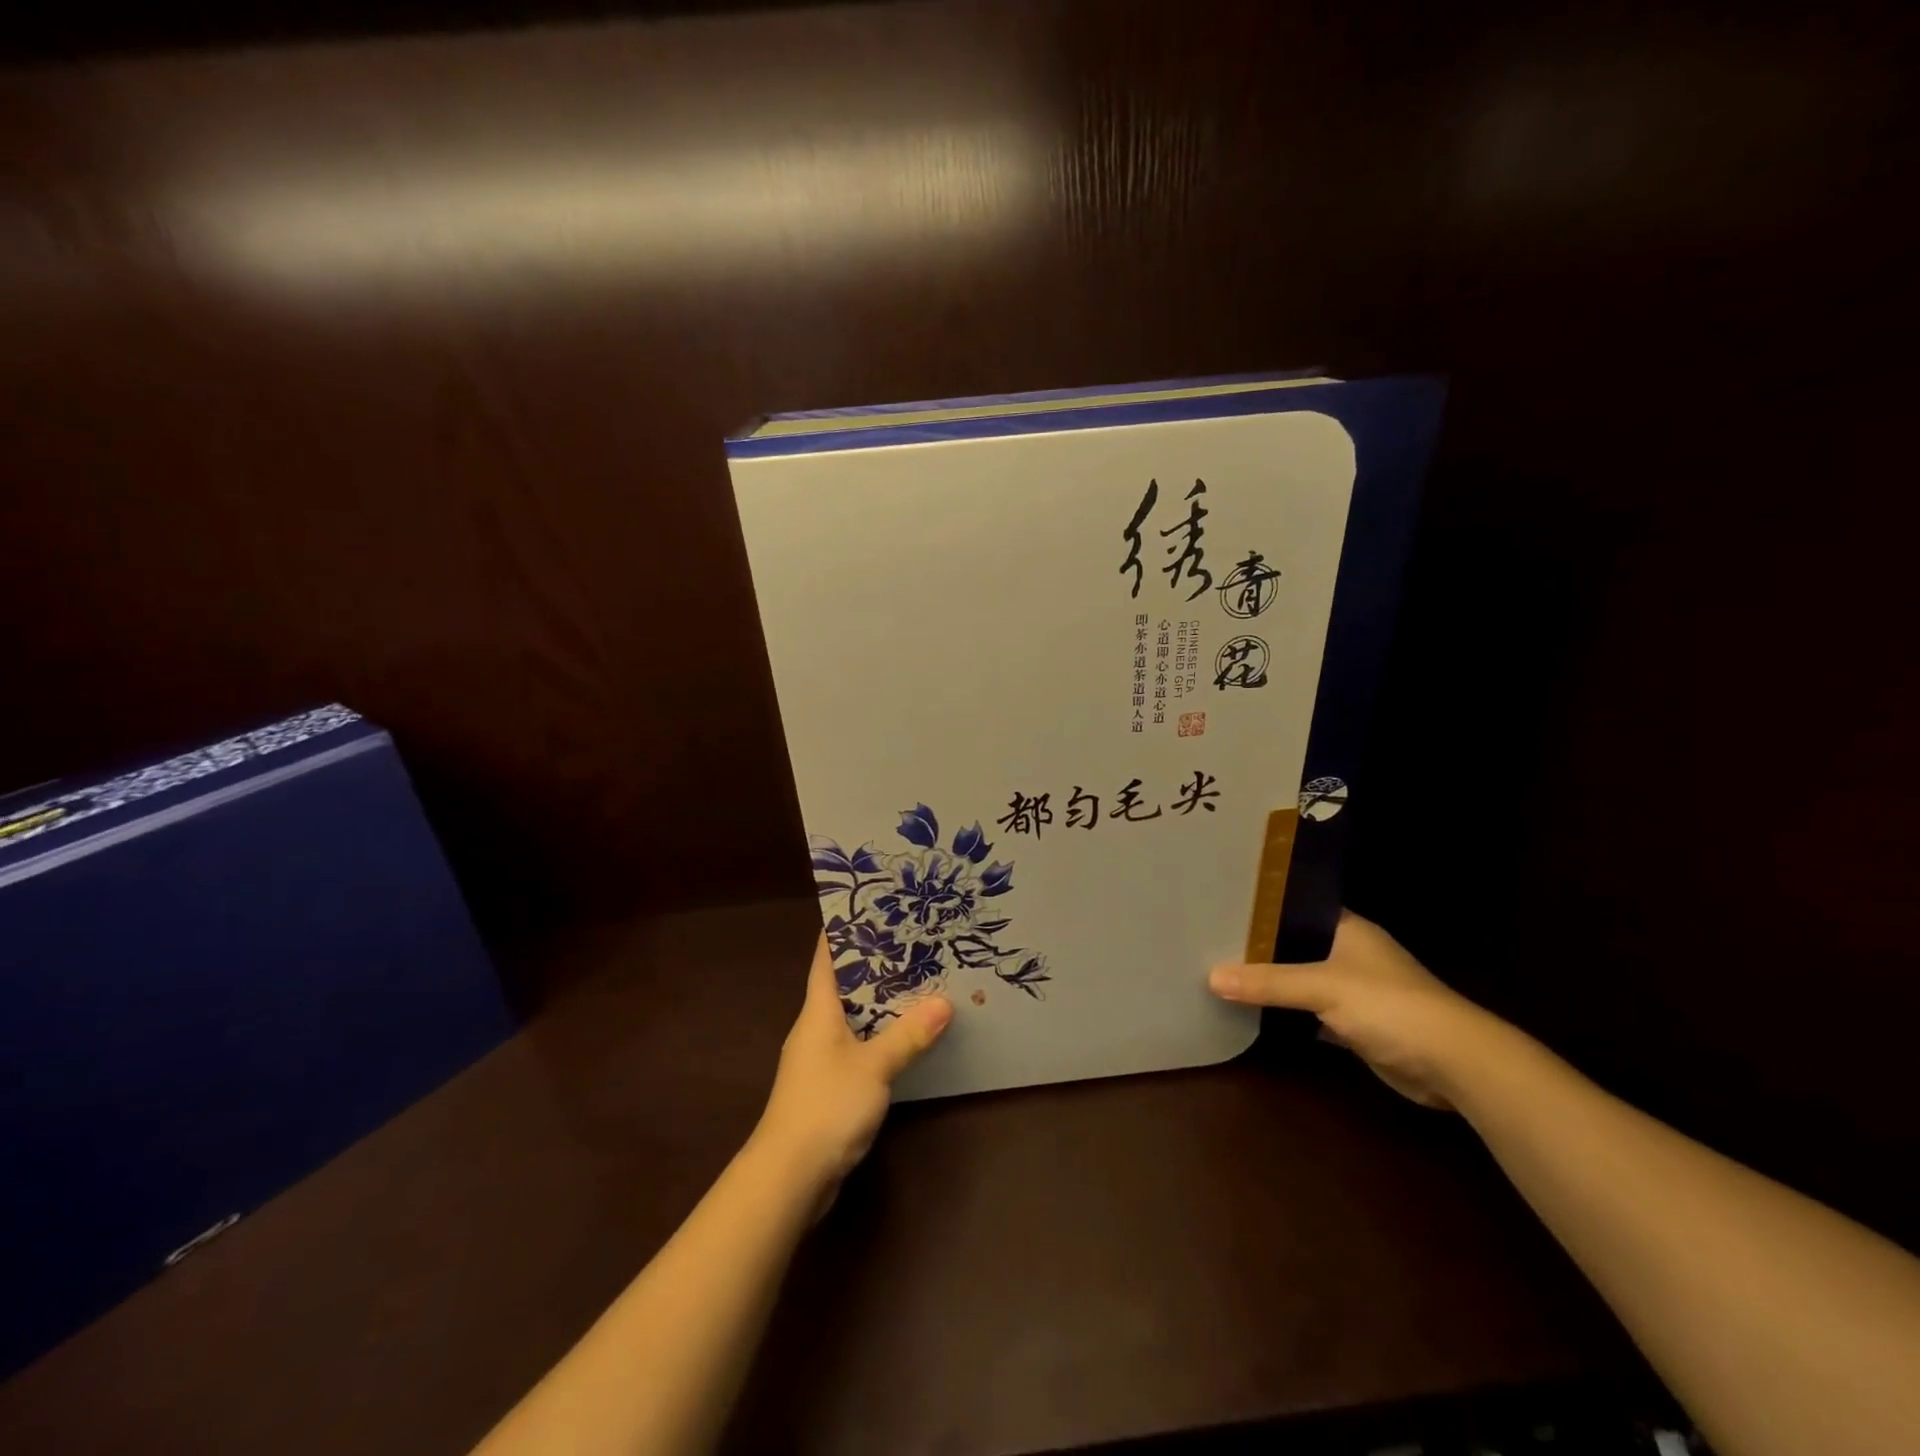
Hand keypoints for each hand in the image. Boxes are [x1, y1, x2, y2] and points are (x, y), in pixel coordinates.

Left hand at [754, 934, 952, 1193]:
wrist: (788, 1177)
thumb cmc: (825, 1106)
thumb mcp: (873, 1066)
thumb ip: (908, 1035)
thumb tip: (945, 1002)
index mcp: (817, 1010)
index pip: (826, 957)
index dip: (843, 930)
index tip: (871, 906)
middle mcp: (815, 1027)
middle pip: (843, 984)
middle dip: (874, 963)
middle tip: (913, 940)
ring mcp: (820, 1058)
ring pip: (853, 1016)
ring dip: (881, 1002)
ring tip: (919, 981)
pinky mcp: (829, 1086)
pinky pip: (858, 1046)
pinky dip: (880, 1035)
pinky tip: (906, 1036)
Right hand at [1208, 911, 1505, 1109]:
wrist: (1455, 1065)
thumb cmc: (1390, 1005)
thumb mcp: (1324, 987)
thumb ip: (1269, 982)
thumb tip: (1212, 977)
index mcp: (1346, 928)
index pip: (1295, 905)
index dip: (1260, 905)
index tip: (1219, 903)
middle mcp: (1349, 952)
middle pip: (1293, 943)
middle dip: (1258, 945)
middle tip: (1208, 938)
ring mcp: (1353, 990)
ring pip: (1300, 979)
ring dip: (1271, 981)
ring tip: (1220, 970)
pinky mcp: (1354, 1025)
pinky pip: (1310, 1013)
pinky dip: (1287, 1014)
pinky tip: (1252, 1011)